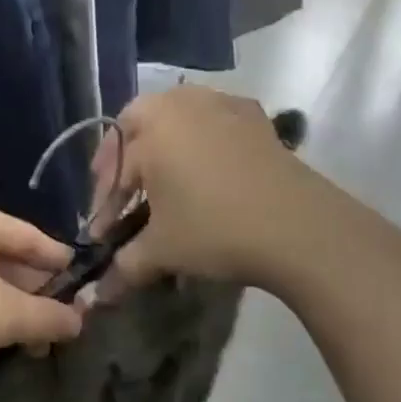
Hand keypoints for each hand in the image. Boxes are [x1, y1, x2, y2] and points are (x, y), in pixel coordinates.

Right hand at [92, 86, 400, 297]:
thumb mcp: (163, 251)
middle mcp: (180, 104)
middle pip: (137, 125)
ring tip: (162, 177)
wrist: (301, 227)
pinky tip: (205, 167)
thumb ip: (124, 267)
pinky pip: (212, 119)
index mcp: (149, 128)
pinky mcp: (254, 116)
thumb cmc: (216, 230)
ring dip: (161, 141)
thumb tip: (99, 298)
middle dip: (124, 159)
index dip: (105, 205)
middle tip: (124, 193)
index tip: (103, 235)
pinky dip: (199, 137)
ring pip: (174, 115)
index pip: (113, 169)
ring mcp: (221, 104)